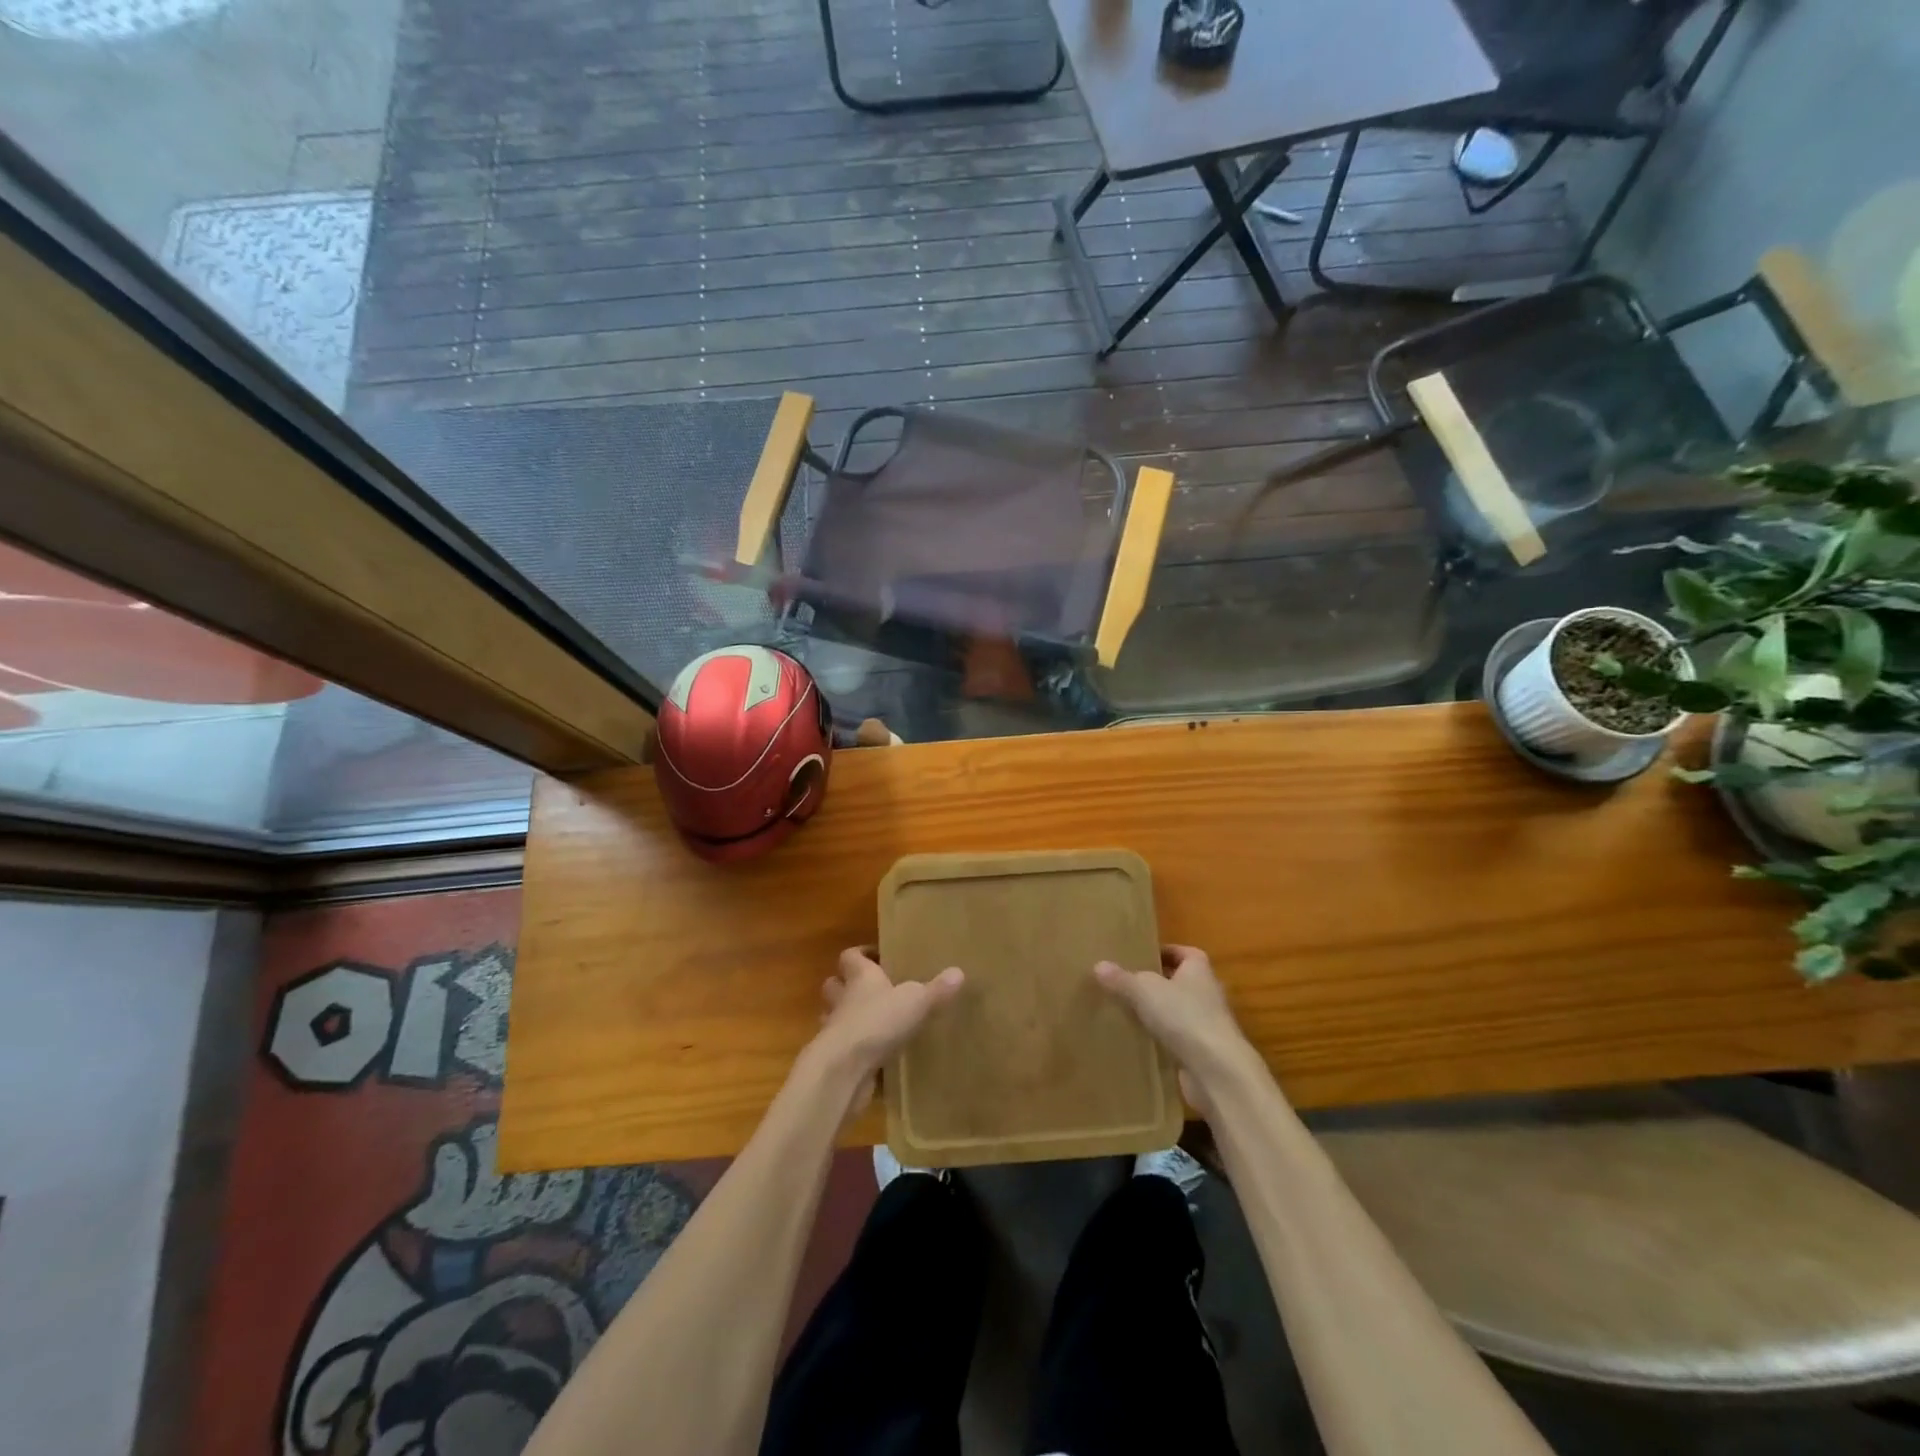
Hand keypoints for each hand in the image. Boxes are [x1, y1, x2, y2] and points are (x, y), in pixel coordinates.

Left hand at [807, 947, 963, 1118]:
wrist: (844, 1069)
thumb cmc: (878, 1021)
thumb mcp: (916, 1001)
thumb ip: (937, 989)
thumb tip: (959, 972)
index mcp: (860, 978)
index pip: (851, 956)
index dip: (862, 954)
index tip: (878, 957)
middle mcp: (843, 1000)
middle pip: (835, 985)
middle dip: (847, 986)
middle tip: (874, 991)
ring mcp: (835, 1031)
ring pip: (835, 1018)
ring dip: (849, 1020)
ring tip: (874, 1025)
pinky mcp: (837, 1061)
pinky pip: (845, 1052)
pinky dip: (856, 1054)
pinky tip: (876, 1061)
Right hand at [1093, 945, 1258, 1113]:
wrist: (1217, 1070)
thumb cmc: (1184, 1016)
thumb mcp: (1144, 991)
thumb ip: (1122, 979)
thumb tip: (1099, 965)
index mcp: (1199, 969)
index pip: (1183, 952)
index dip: (1163, 952)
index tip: (1139, 957)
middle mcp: (1207, 993)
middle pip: (1179, 982)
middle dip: (1156, 983)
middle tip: (1125, 983)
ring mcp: (1208, 1025)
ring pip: (1178, 1012)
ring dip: (1158, 1013)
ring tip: (1127, 1012)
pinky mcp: (1203, 1053)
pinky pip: (1177, 1039)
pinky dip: (1162, 1039)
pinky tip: (1139, 1041)